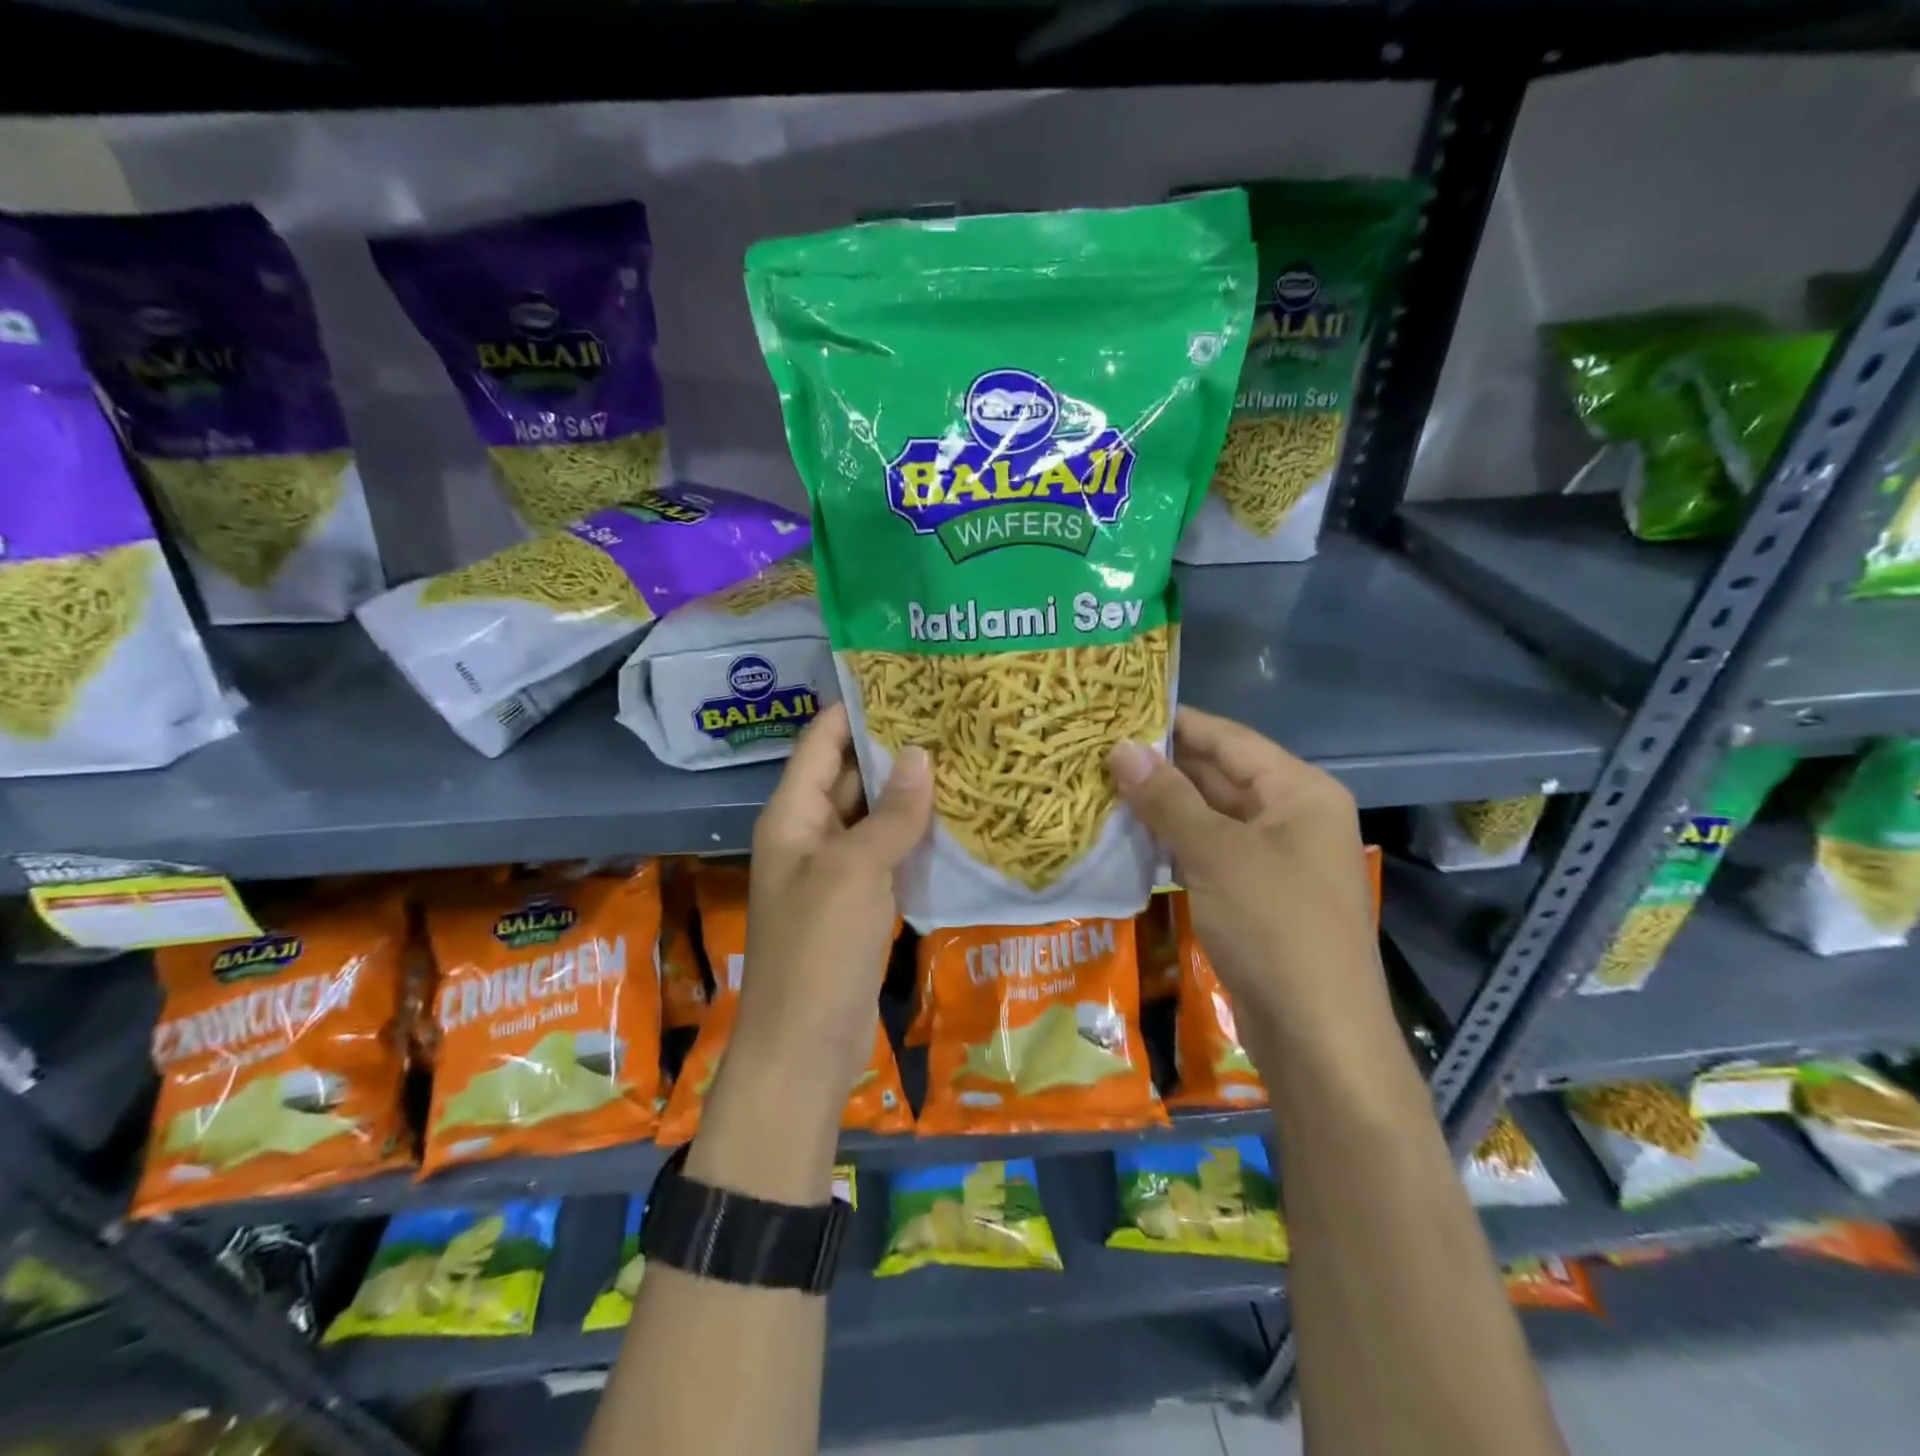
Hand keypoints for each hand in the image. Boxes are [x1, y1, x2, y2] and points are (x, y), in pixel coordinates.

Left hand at [733, 701, 932, 1107]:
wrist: (805, 1047)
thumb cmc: (819, 950)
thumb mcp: (854, 871)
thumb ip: (890, 814)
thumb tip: (922, 756)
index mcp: (793, 815)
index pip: (821, 742)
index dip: (855, 708)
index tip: (904, 680)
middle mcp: (810, 833)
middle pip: (850, 774)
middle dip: (893, 747)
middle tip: (950, 715)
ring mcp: (835, 869)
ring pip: (873, 815)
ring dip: (909, 791)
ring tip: (963, 753)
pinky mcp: (859, 901)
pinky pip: (887, 853)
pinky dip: (914, 834)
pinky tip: (956, 816)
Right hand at [1108, 707, 1378, 1031]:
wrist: (1317, 1036)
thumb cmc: (1274, 927)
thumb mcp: (1216, 854)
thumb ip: (1167, 797)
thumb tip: (1120, 747)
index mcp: (1299, 791)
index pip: (1229, 738)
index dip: (1175, 722)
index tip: (1119, 709)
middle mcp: (1291, 815)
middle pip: (1219, 775)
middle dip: (1162, 765)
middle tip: (1097, 750)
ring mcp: (1275, 857)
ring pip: (1210, 816)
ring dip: (1162, 805)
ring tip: (1101, 785)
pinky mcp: (1256, 893)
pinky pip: (1210, 852)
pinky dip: (1173, 843)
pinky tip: (1129, 836)